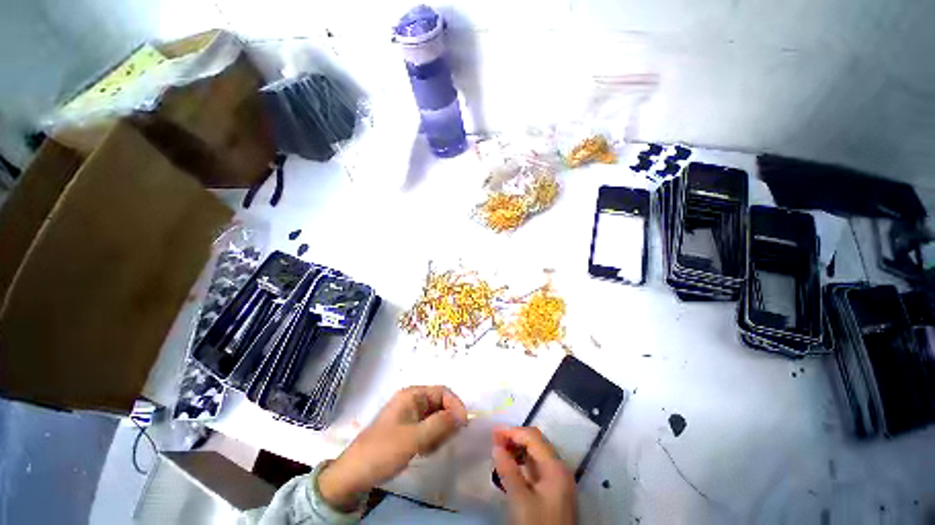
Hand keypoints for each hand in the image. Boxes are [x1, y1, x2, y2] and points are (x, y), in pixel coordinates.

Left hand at [319, 386, 467, 510]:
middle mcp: (412, 401)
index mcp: (412, 395)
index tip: (463, 425)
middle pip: (440, 404)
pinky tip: (425, 451)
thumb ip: (440, 424)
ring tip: (431, 449)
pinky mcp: (406, 428)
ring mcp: (409, 415)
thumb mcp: (414, 438)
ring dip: (439, 432)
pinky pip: (427, 428)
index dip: (455, 405)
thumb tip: (463, 415)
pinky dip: (431, 438)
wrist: (354, 474)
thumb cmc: (384, 451)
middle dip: (446, 421)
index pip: (442, 391)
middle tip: (445, 441)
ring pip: (435, 417)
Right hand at [493, 426, 576, 524]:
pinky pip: (536, 468)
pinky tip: (510, 468)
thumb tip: (496, 446)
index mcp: (555, 467)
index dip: (512, 431)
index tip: (493, 432)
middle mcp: (559, 468)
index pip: (533, 437)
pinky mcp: (553, 491)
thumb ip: (508, 471)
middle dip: (515, 438)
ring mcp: (557, 480)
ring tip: (499, 452)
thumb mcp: (521, 501)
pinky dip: (522, 464)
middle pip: (536, 443)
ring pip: (536, 455)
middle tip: (494, 441)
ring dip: (517, 450)